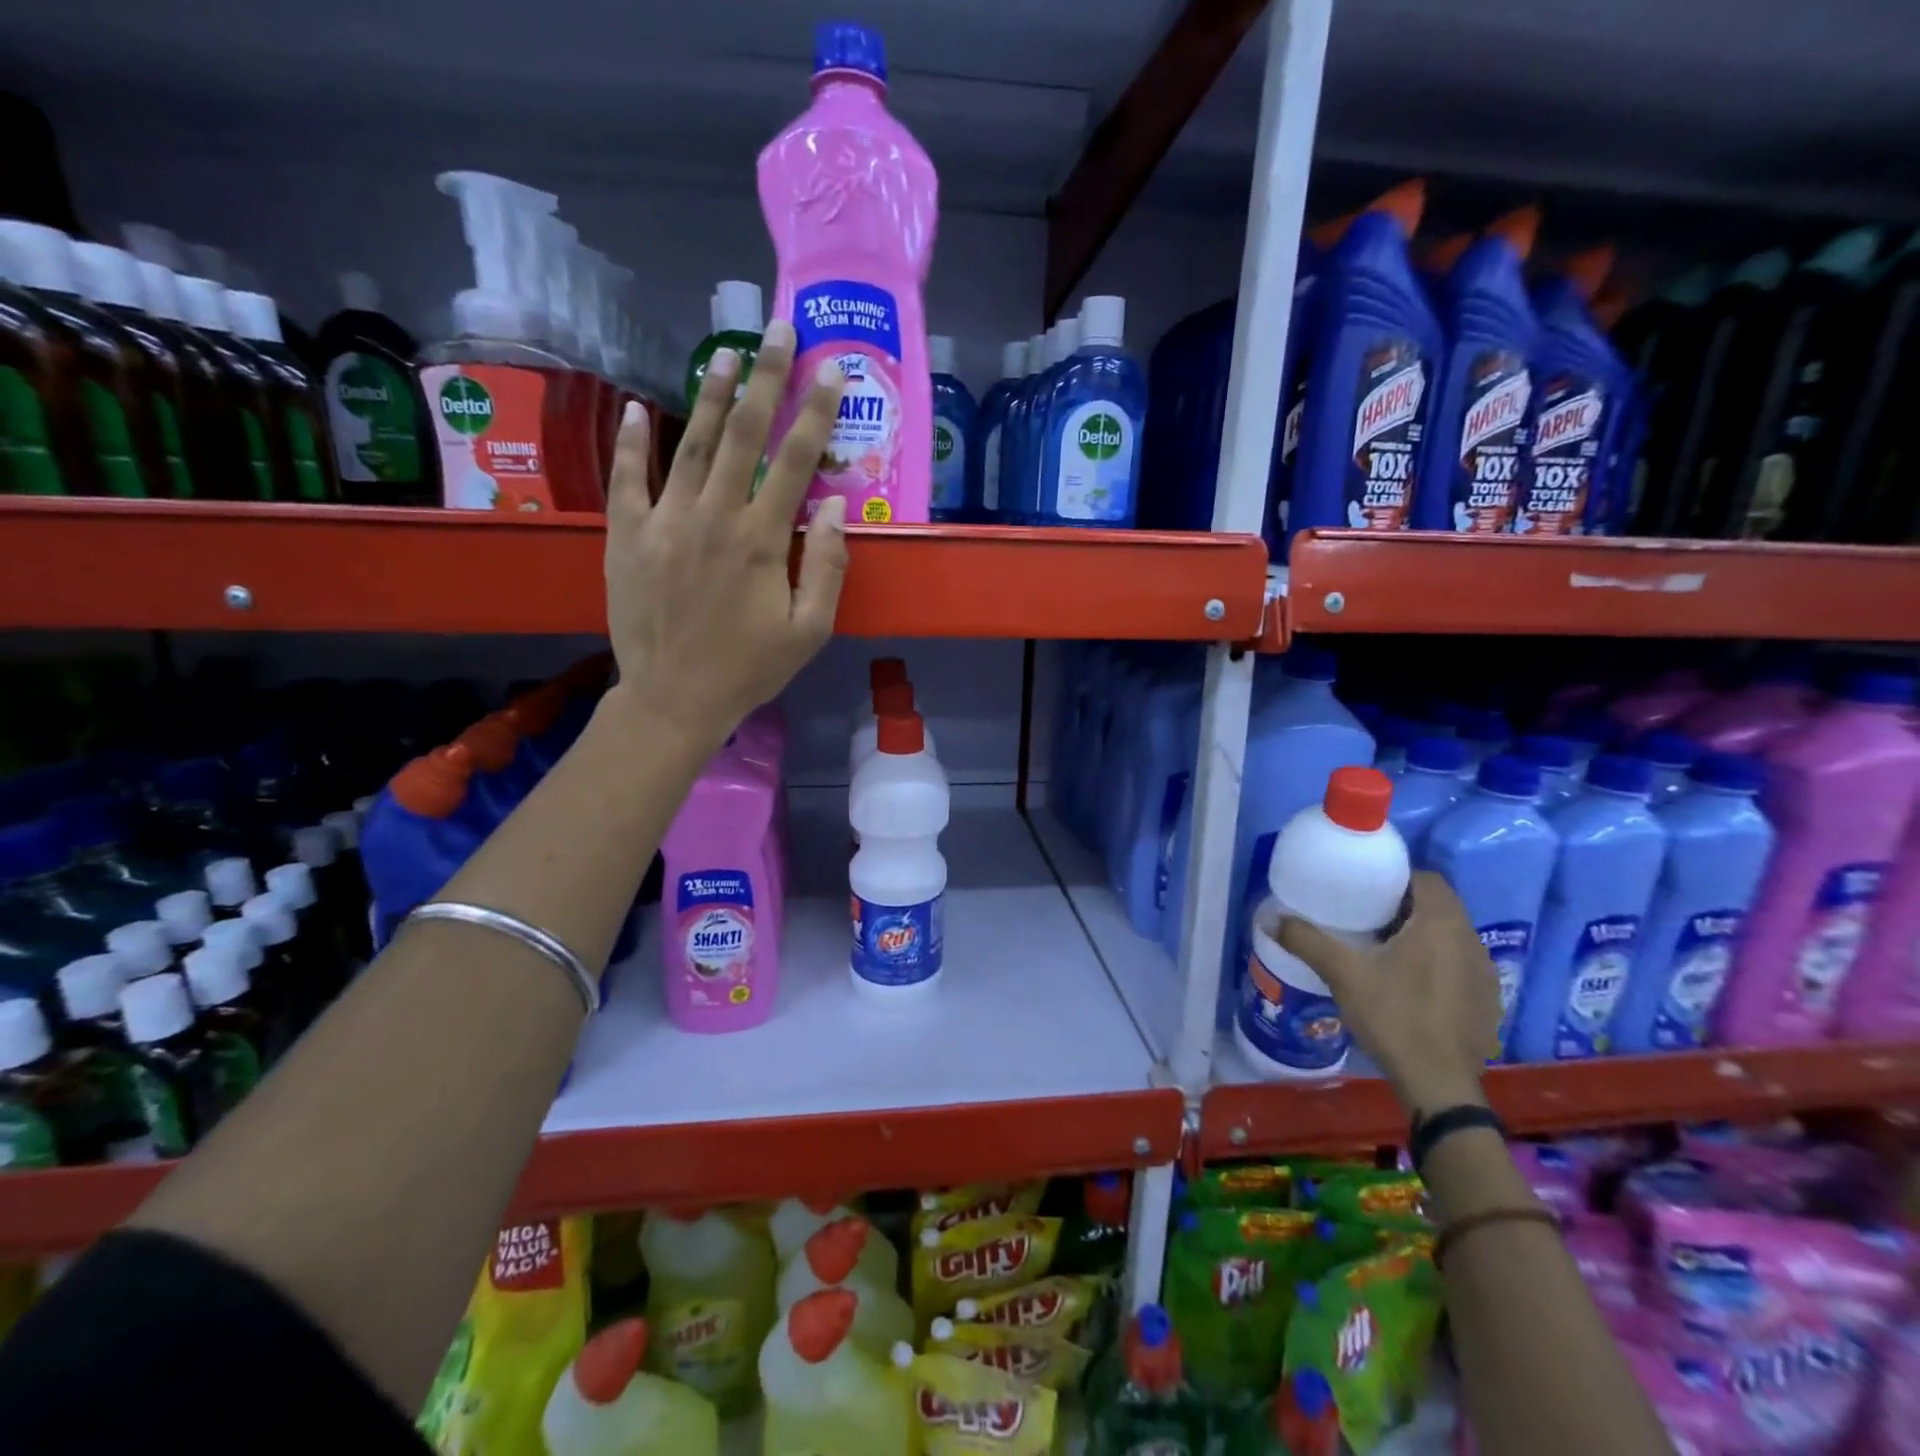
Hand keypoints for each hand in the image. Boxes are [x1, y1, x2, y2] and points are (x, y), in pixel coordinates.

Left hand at [601, 318, 847, 754]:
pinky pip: (628, 479)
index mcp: (760, 541)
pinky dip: (633, 442)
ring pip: (691, 445)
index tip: (831, 370)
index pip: (794, 461)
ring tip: (726, 354)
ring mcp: (664, 522)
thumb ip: (825, 567)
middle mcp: (712, 517)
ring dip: (711, 396)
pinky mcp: (627, 536)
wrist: (673, 699)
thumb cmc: (749, 669)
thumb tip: (831, 506)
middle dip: (766, 379)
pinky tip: (641, 410)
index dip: (815, 411)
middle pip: (743, 435)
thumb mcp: (808, 631)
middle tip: (778, 330)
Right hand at [1278, 871, 1500, 1117]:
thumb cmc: (1394, 1017)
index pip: (1427, 879)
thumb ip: (1307, 941)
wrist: (1439, 1085)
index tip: (1367, 890)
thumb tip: (1270, 918)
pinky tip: (1411, 985)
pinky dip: (1438, 964)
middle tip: (1367, 918)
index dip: (1398, 879)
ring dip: (1423, 935)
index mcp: (1441, 925)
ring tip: (1386, 950)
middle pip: (1439, 907)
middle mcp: (1471, 941)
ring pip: (1451, 937)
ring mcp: (1485, 974)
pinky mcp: (1487, 1001)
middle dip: (1405, 907)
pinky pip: (1460, 965)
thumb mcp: (1343, 974)